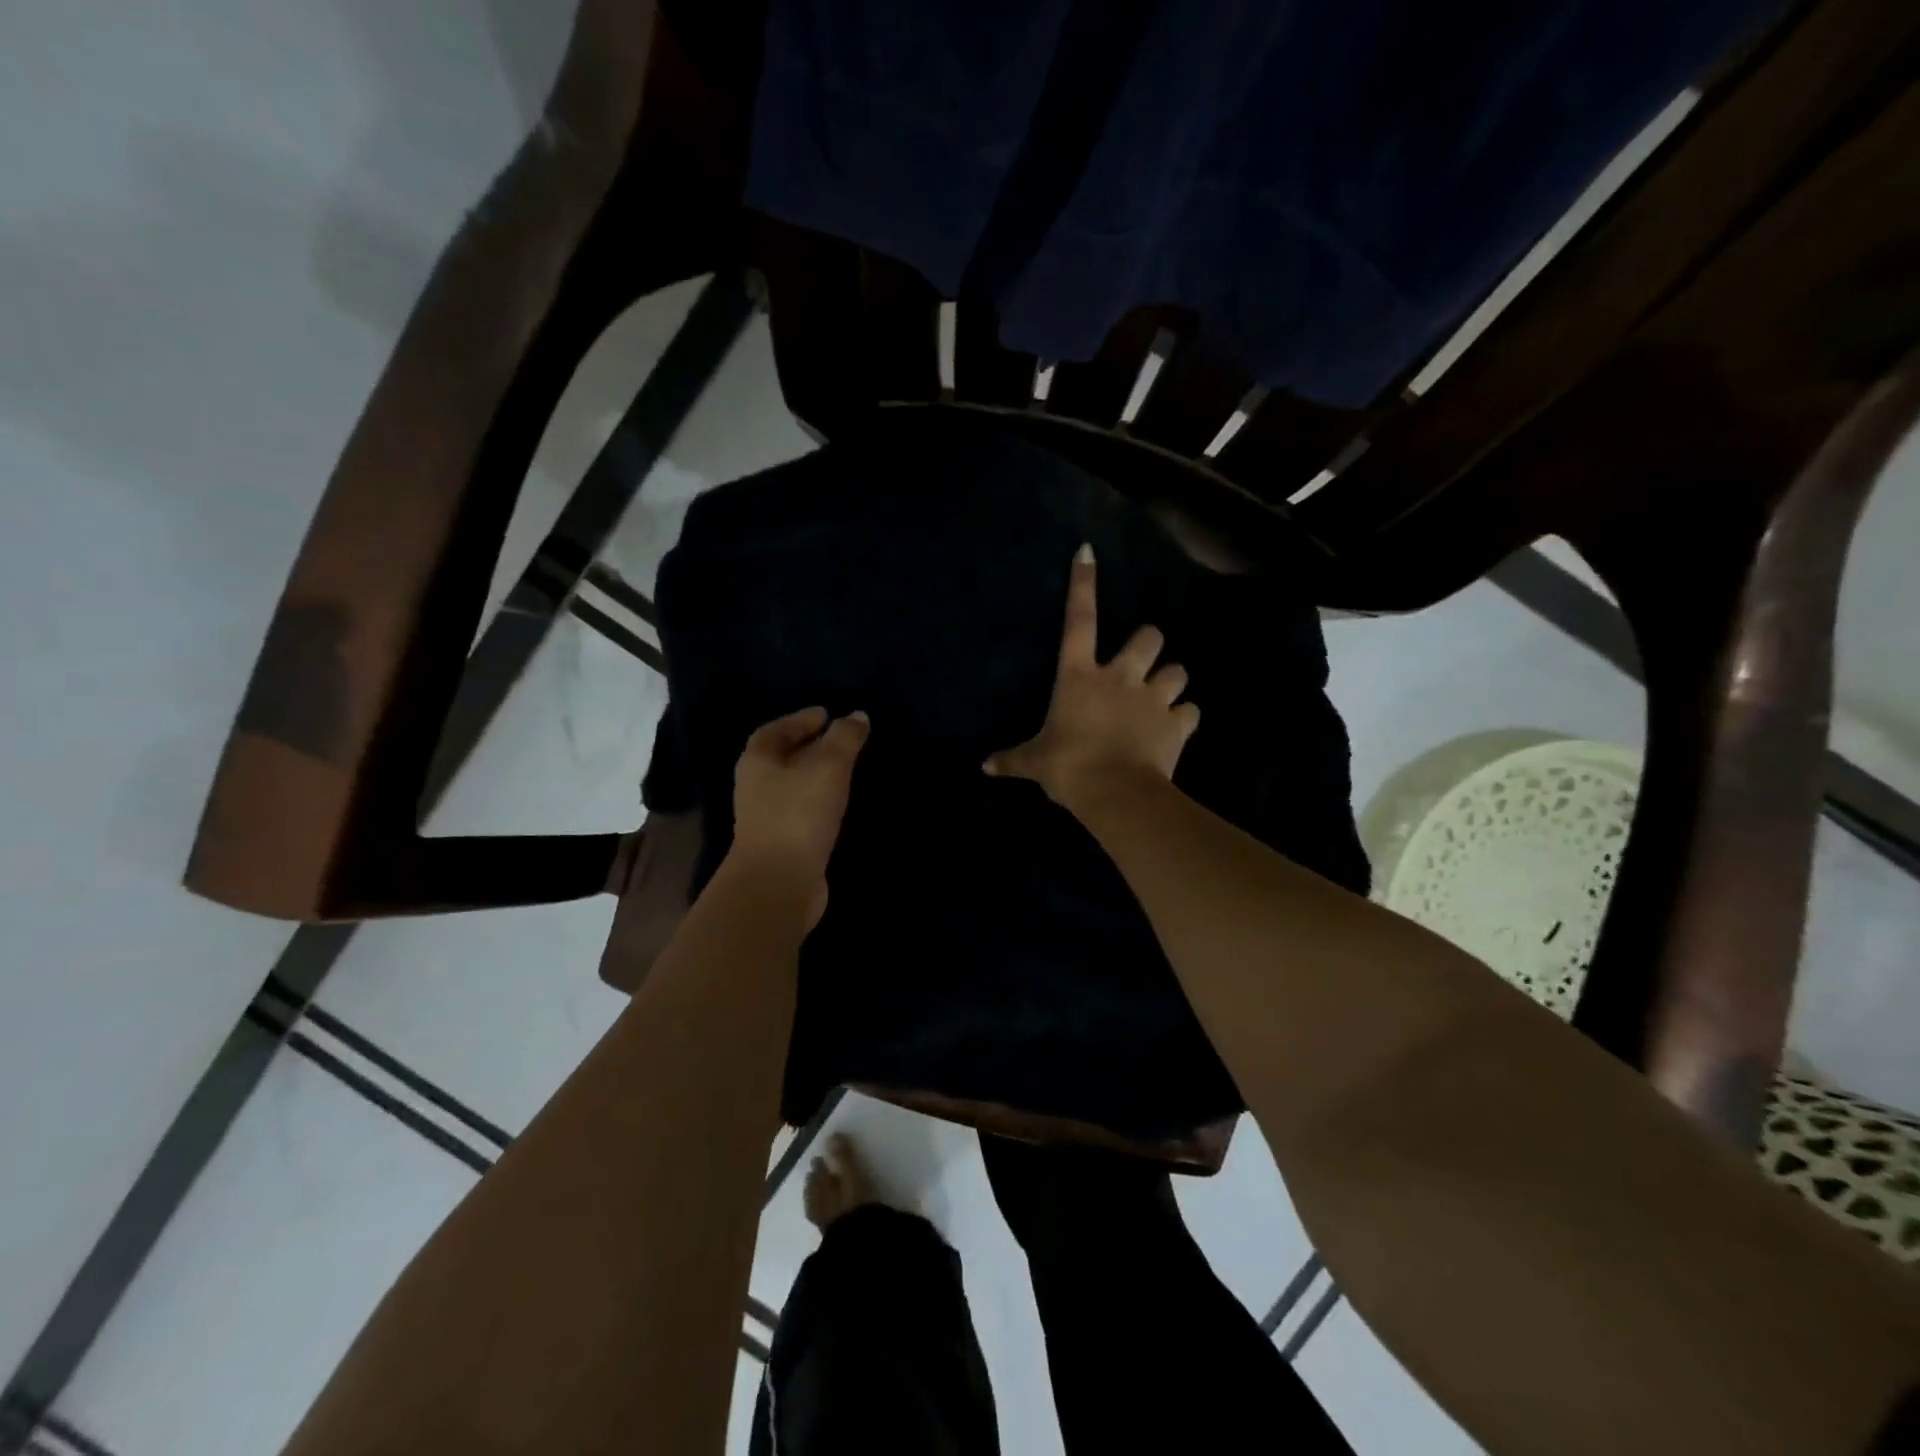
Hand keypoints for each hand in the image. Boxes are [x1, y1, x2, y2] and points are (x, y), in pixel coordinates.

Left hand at [729, 706, 869, 925]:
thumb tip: (857, 716)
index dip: (800, 720)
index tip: (826, 715)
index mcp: (758, 761)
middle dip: (809, 747)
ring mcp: (766, 819)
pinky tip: (839, 805)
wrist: (779, 882)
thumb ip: (844, 738)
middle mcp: (755, 787)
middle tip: (841, 740)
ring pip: (792, 786)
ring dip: (815, 776)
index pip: (775, 730)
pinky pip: (801, 812)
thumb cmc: (799, 813)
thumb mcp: (828, 766)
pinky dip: (819, 802)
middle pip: (781, 758)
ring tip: (845, 769)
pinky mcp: (781, 844)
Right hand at [984, 545, 1198, 804]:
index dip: (1083, 584)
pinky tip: (1176, 727)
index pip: (1079, 620)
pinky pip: (1190, 711)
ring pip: (1179, 670)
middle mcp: (1120, 677)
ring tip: (1164, 695)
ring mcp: (1152, 698)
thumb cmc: (1069, 768)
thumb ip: (1012, 759)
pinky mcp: (1177, 723)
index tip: (1088, 552)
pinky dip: (1184, 717)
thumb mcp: (1035, 762)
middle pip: (1149, 636)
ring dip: (1172, 679)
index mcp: (1079, 677)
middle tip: (1142, 662)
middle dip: (1149, 643)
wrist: (1116, 793)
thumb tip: (984, 767)